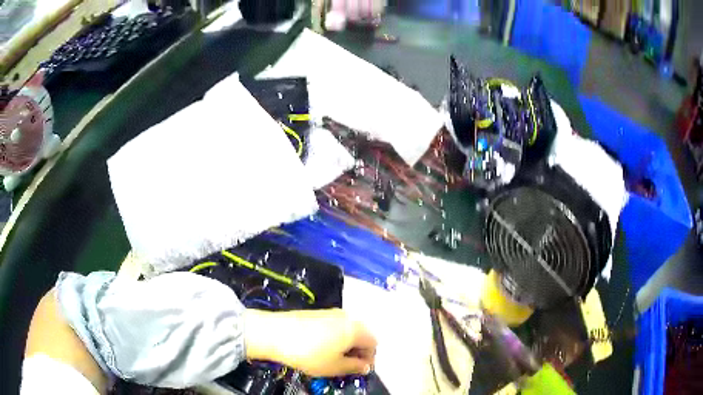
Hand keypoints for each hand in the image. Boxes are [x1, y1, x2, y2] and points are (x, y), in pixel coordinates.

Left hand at [244, 308, 376, 376]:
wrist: (274, 333)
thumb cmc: (308, 353)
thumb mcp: (334, 367)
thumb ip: (354, 367)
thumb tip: (365, 367)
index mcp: (356, 329)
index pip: (373, 344)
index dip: (368, 359)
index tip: (359, 370)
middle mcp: (346, 316)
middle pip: (361, 335)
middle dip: (357, 351)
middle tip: (347, 366)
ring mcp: (331, 312)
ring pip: (347, 330)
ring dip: (346, 345)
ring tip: (332, 358)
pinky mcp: (317, 313)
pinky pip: (334, 326)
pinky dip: (334, 338)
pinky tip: (321, 348)